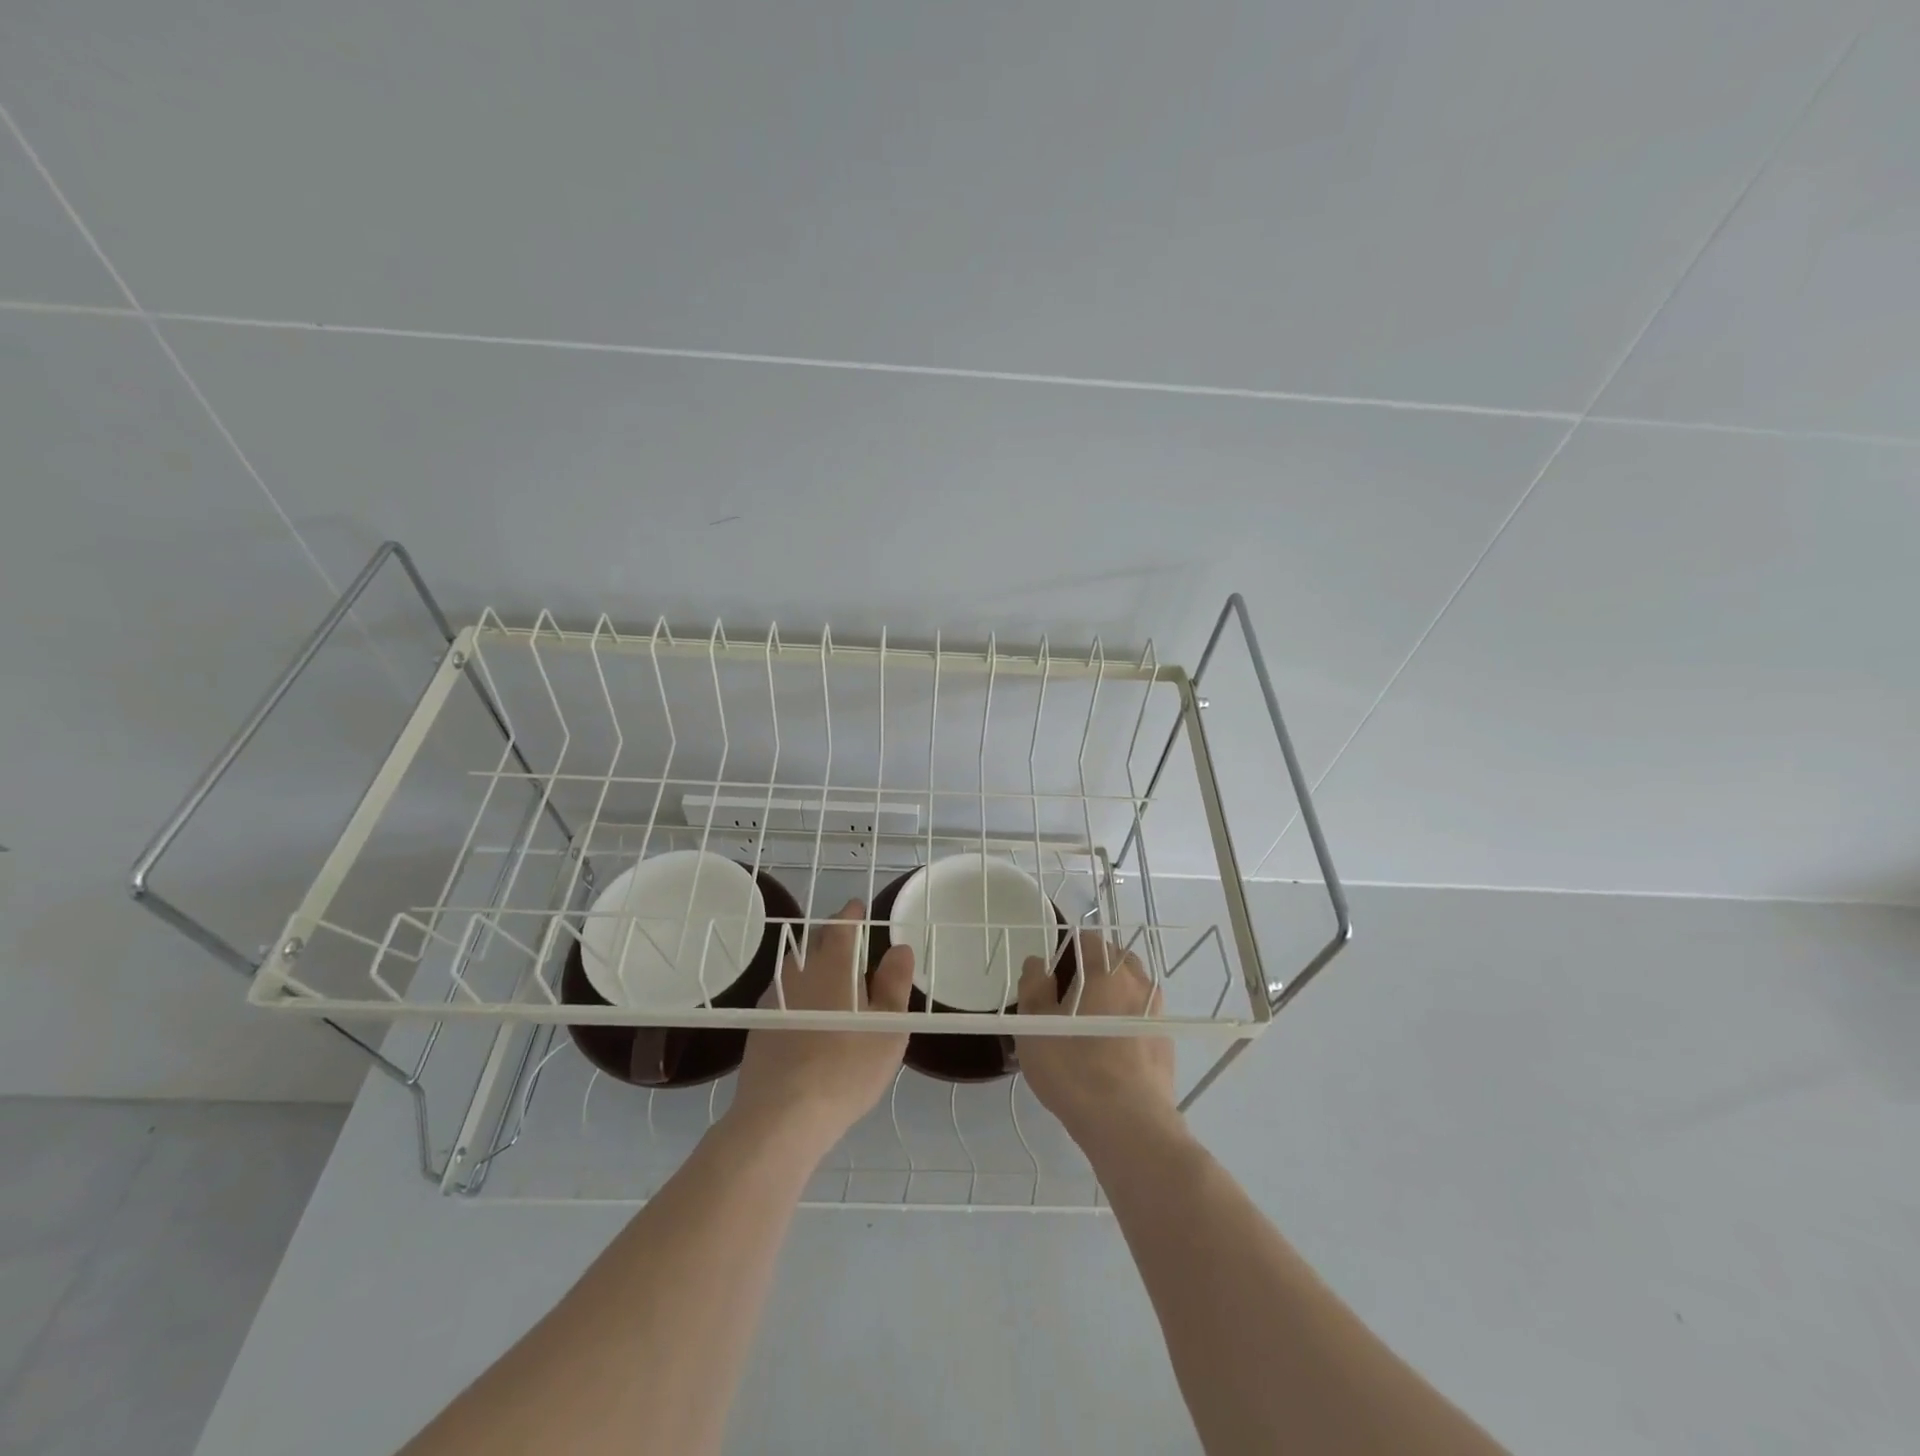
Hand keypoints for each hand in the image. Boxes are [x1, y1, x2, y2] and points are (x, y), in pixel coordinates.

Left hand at [731, 899, 912, 1157]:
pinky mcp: (760, 1021)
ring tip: (834, 980)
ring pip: (798, 965)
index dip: (853, 913)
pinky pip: (785, 991)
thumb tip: (899, 948)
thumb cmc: (847, 1067)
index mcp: (834, 961)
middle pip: (816, 938)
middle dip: (834, 935)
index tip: (861, 912)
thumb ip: (895, 983)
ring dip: (815, 962)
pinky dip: (800, 991)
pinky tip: (809, 1014)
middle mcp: (800, 968)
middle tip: (853, 945)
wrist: (783, 1114)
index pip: (843, 921)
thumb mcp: (890, 1027)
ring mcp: (775, 994)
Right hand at [1015, 931, 1177, 1153]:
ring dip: (1112, 994)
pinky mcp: (1166, 1042)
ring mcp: (1156, 1012)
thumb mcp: (1035, 1026)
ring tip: (1088, 1023)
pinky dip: (1125, 1020)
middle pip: (1114, 960)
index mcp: (1106, 970)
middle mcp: (1137, 982)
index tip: (1052, 973)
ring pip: (1131, 988)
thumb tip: (1038, 963)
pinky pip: (1141, 1016)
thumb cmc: (1074, 1068)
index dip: (1067, 949)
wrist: (1128, 1124)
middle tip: (1068, 997)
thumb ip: (1033, 986)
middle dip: (1092, 968)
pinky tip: (1109, 1048)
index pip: (1088, 939)